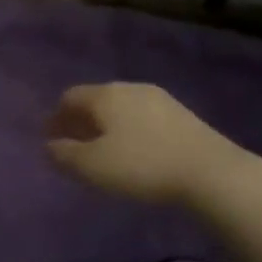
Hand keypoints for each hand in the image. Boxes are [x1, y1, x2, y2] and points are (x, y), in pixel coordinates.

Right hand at [44, 83, 238, 205]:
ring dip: (107, 125)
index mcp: (105, 95)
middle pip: (96, 99)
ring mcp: (160, 99)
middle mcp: (130, 88)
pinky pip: (143, 117)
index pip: (69, 97)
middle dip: (81, 120)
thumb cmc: (142, 166)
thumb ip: (63, 154)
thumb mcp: (91, 166)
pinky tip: (134, 150)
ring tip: (104, 150)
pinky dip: (130, 130)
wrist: (212, 173)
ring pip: (121, 108)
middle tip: (73, 143)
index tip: (50, 138)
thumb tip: (49, 145)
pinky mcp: (182, 115)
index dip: (56, 117)